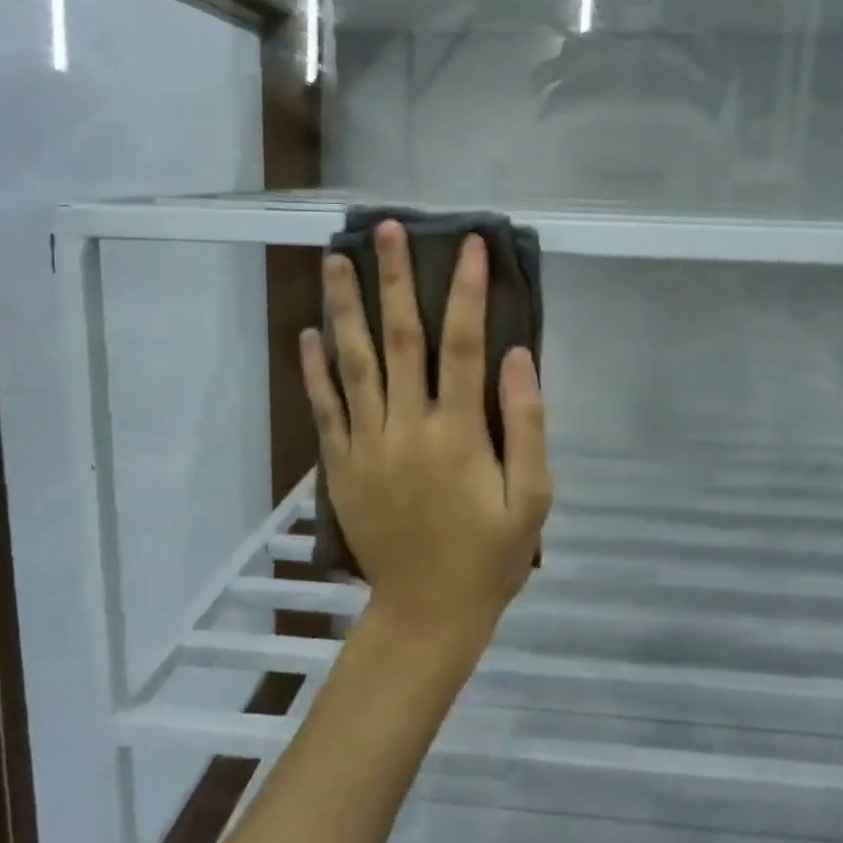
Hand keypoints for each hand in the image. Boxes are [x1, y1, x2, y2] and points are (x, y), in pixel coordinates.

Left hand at [300, 221, 552, 653]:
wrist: (427, 613)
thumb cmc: (490, 556)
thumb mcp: (533, 498)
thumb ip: (527, 424)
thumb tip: (516, 356)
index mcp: (458, 432)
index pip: (464, 344)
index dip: (467, 290)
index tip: (468, 243)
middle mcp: (407, 426)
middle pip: (399, 338)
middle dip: (393, 279)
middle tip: (384, 229)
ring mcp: (368, 444)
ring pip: (354, 362)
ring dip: (344, 308)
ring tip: (334, 259)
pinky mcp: (343, 465)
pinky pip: (325, 408)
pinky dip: (315, 370)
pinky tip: (309, 334)